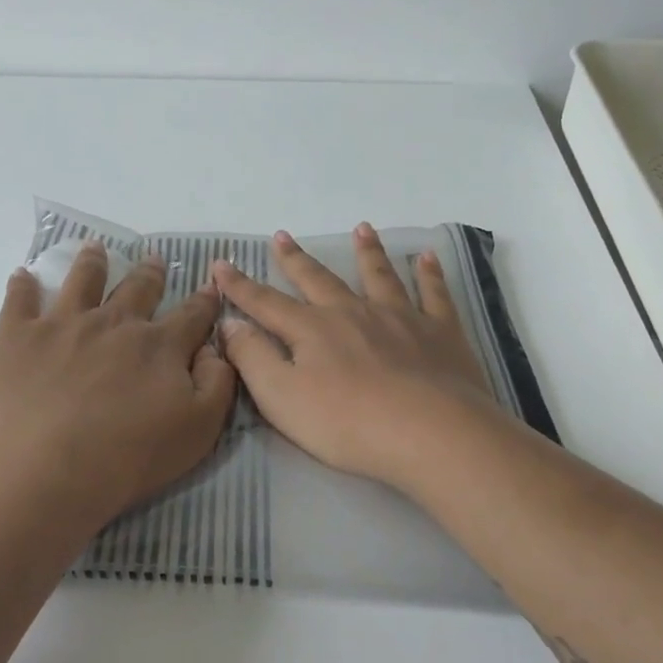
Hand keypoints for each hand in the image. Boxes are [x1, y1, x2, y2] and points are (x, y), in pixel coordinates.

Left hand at [0, 242, 236, 531]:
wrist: (42, 473)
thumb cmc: (127, 459)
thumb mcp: (199, 429)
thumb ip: (217, 383)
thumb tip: (214, 348)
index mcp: (159, 346)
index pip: (191, 315)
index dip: (205, 300)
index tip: (210, 285)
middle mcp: (113, 323)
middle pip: (137, 289)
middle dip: (150, 273)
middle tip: (153, 259)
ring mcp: (62, 324)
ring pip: (82, 281)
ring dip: (92, 262)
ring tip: (95, 248)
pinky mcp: (15, 336)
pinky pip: (19, 298)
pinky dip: (22, 284)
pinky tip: (22, 275)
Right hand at [211, 224, 498, 492]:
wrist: (430, 433)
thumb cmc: (347, 423)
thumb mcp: (281, 398)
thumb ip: (253, 358)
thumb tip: (231, 324)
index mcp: (312, 329)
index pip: (266, 303)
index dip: (240, 286)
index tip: (221, 264)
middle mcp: (353, 312)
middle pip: (319, 280)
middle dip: (296, 259)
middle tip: (282, 236)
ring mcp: (400, 318)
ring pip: (379, 276)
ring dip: (368, 252)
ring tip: (362, 228)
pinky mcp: (440, 332)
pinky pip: (434, 294)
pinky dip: (429, 274)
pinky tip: (427, 257)